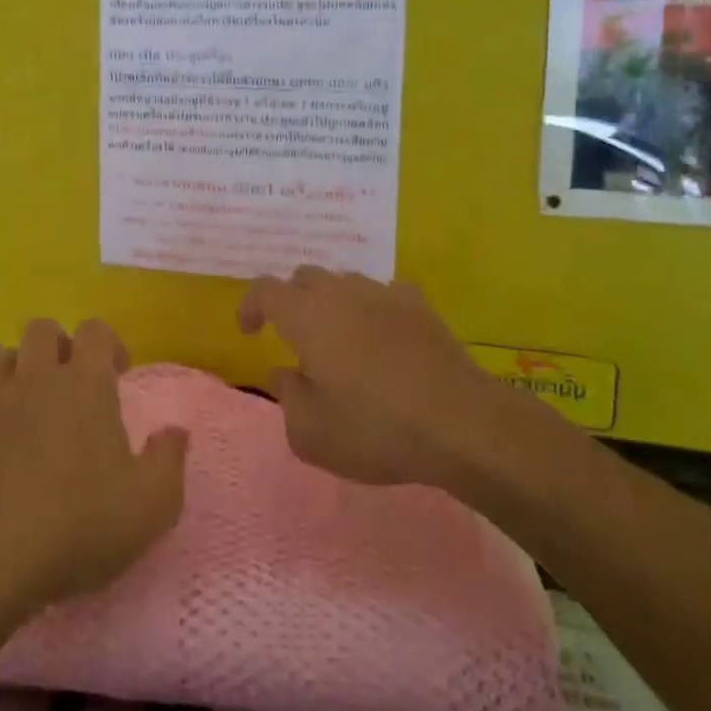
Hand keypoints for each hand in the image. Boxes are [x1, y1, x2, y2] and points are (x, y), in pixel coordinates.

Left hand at [0, 319, 187, 621]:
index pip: (95, 330)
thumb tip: (176, 432)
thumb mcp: (152, 504)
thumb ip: (169, 460)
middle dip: (59, 344)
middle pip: (41, 329)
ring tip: (29, 401)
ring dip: (15, 367)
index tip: (119, 373)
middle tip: (73, 381)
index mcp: (84, 385)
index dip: (109, 342)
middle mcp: (35, 381)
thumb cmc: (79, 525)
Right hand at [239, 267, 561, 491]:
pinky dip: (375, 310)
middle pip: (305, 278)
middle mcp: (341, 292)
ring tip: (341, 341)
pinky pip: (385, 295)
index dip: (251, 305)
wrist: (459, 423)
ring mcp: (383, 294)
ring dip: (333, 304)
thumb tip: (283, 373)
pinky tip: (384, 338)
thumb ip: (286, 396)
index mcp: (306, 315)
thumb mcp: (310, 432)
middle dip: (291, 302)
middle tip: (295, 339)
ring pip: (345, 283)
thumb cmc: (374, 428)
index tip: (250, 332)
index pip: (265, 289)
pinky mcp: (420, 306)